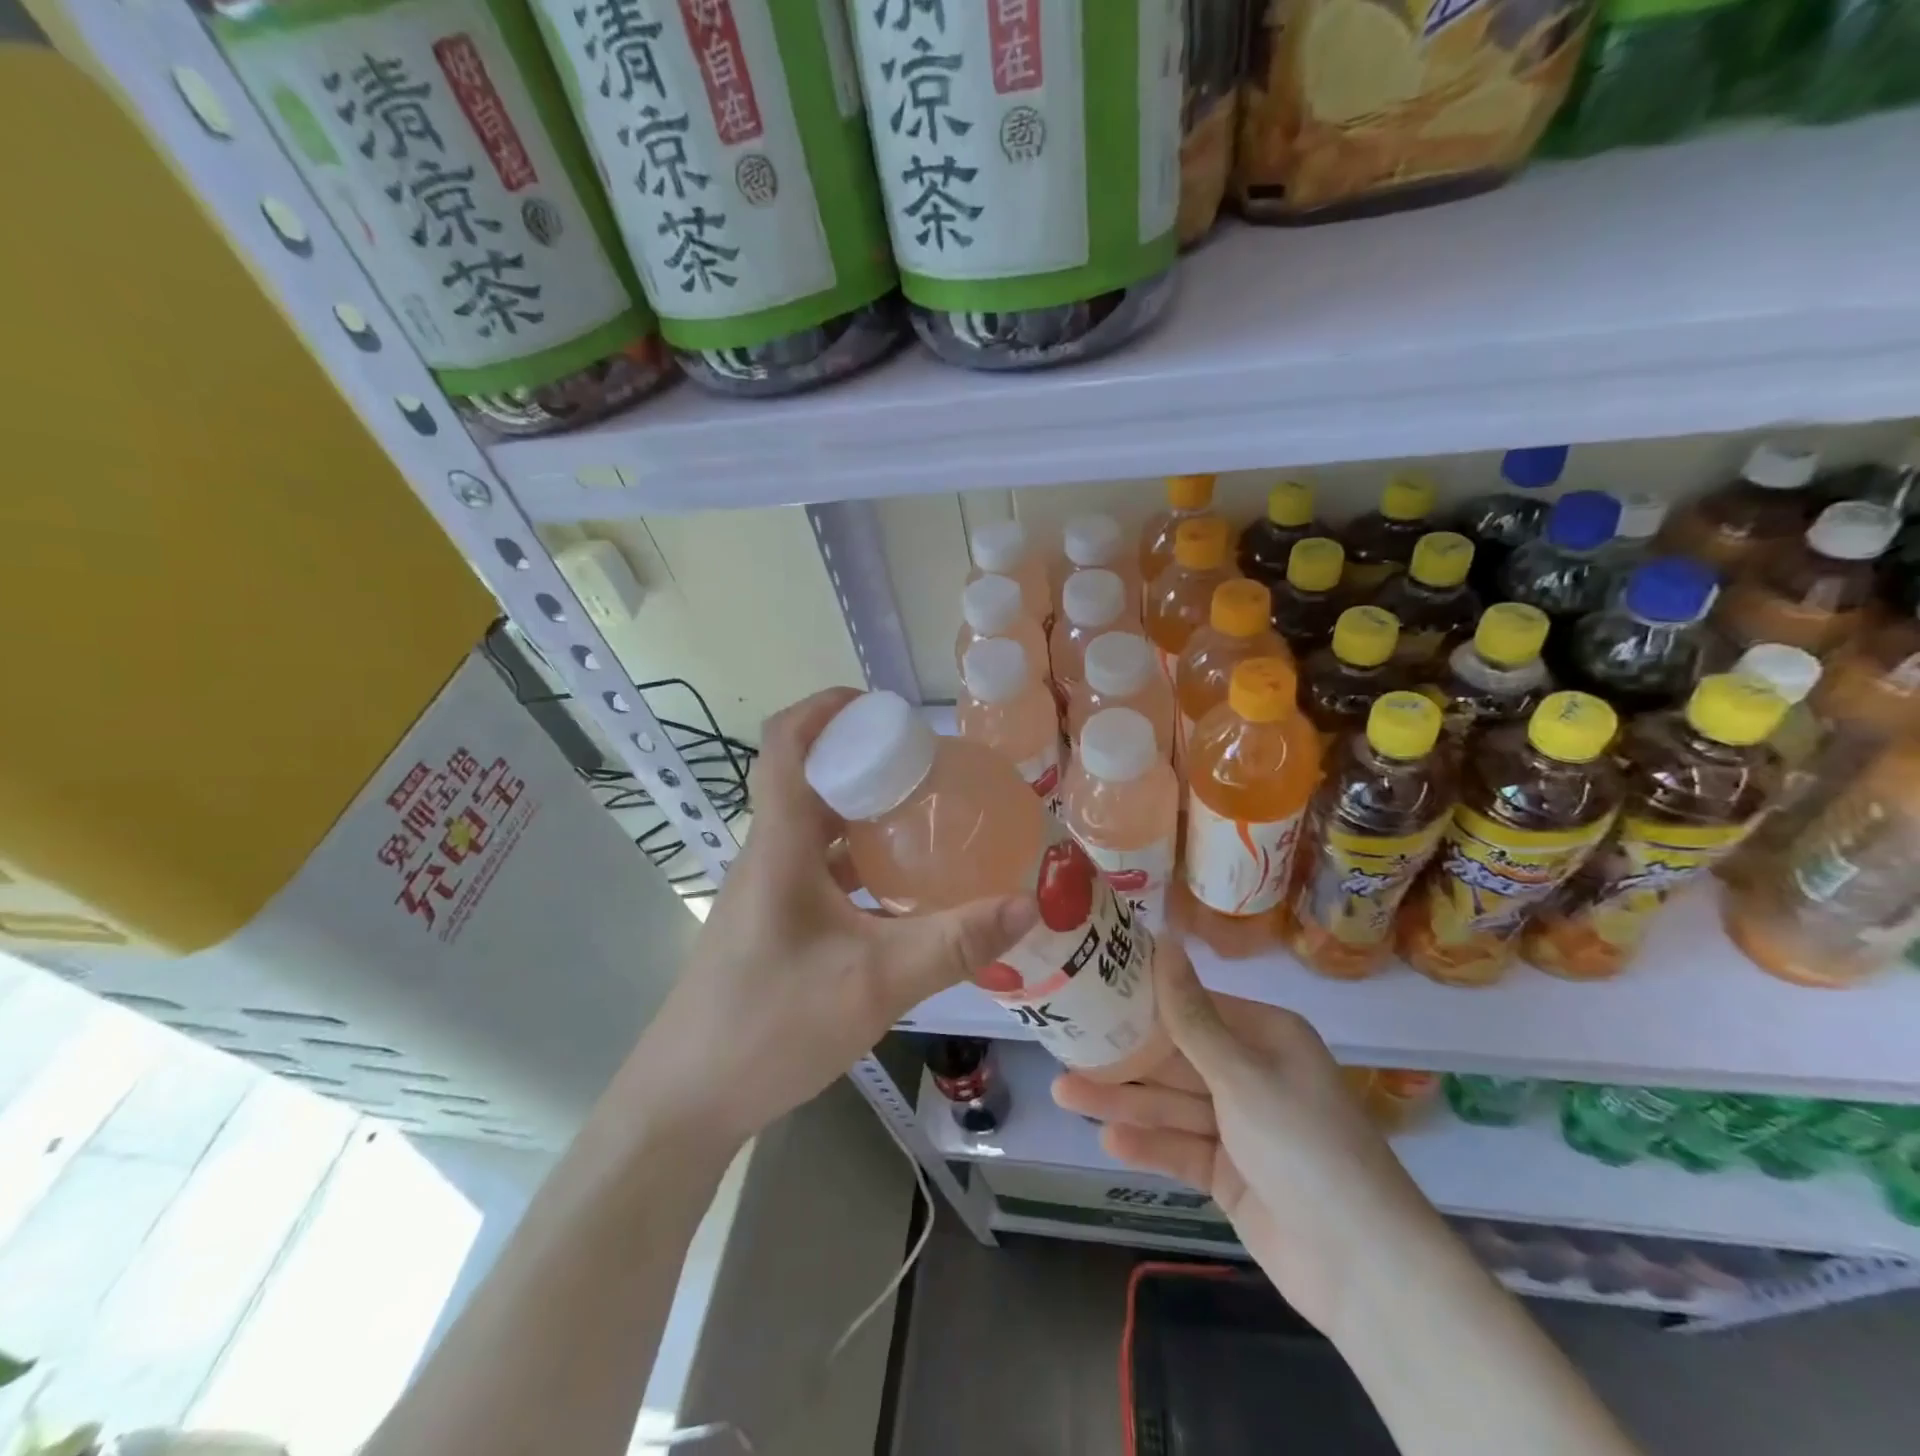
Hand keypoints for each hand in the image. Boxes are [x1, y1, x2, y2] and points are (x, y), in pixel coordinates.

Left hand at [635, 688, 1038, 1144]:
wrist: (686, 1102)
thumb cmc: (769, 1026)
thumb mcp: (874, 983)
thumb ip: (953, 943)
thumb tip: (1026, 905)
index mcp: (780, 846)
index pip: (786, 744)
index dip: (825, 707)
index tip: (881, 706)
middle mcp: (768, 855)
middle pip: (809, 779)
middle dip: (864, 760)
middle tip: (928, 767)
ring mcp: (766, 892)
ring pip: (815, 827)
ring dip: (863, 812)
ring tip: (925, 818)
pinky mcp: (771, 923)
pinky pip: (817, 869)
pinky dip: (857, 861)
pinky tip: (899, 889)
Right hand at [1053, 938, 1450, 1333]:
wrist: (1366, 1271)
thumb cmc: (1304, 1147)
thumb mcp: (1242, 1074)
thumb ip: (1191, 1015)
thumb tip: (1164, 940)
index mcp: (1266, 1037)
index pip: (1193, 1006)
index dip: (1142, 1000)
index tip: (1090, 989)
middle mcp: (1253, 1074)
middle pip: (1176, 1058)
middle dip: (1123, 1057)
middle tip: (1064, 1045)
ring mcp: (1241, 1128)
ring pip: (1172, 1104)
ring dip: (1123, 1101)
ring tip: (1064, 1093)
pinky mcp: (1231, 1174)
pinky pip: (1181, 1148)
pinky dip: (1149, 1144)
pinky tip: (1107, 1139)